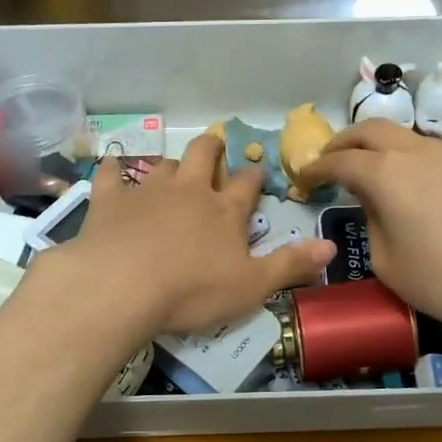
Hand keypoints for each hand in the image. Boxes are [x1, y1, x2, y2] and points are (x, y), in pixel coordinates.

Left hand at [54, 135, 334, 337]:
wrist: (121, 288)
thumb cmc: (192, 292)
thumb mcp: (251, 287)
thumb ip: (290, 265)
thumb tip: (331, 246)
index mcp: (225, 211)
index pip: (247, 184)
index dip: (253, 177)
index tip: (256, 174)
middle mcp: (188, 190)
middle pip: (203, 154)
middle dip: (213, 149)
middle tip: (215, 149)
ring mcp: (147, 191)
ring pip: (163, 165)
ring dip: (170, 166)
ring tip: (171, 173)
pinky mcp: (110, 201)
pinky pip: (111, 175)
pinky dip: (114, 171)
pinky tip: (112, 170)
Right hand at [296, 121, 441, 350]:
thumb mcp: (386, 261)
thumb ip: (371, 221)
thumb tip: (374, 203)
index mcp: (385, 173)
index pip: (339, 161)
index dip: (315, 168)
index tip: (301, 179)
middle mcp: (414, 153)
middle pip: (369, 130)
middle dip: (342, 142)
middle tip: (327, 161)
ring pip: (400, 136)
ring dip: (374, 145)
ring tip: (363, 169)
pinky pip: (423, 150)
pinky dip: (401, 156)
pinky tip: (402, 182)